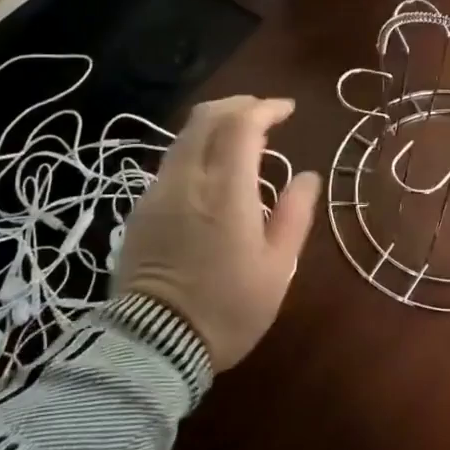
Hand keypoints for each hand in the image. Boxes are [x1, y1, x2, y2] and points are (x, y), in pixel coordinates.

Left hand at [115, 96, 321, 370]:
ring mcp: (158, 192)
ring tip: (243, 140)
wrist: (155, 344)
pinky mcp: (142, 208)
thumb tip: (308, 177)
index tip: (288, 110)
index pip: (242, 125)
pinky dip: (197, 148)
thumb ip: (294, 215)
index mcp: (226, 191)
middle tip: (265, 114)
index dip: (266, 108)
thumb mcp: (277, 268)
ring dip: (215, 125)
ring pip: (185, 137)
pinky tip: (213, 170)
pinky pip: (172, 161)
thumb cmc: (228, 309)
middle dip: (238, 105)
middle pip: (207, 118)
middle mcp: (188, 180)